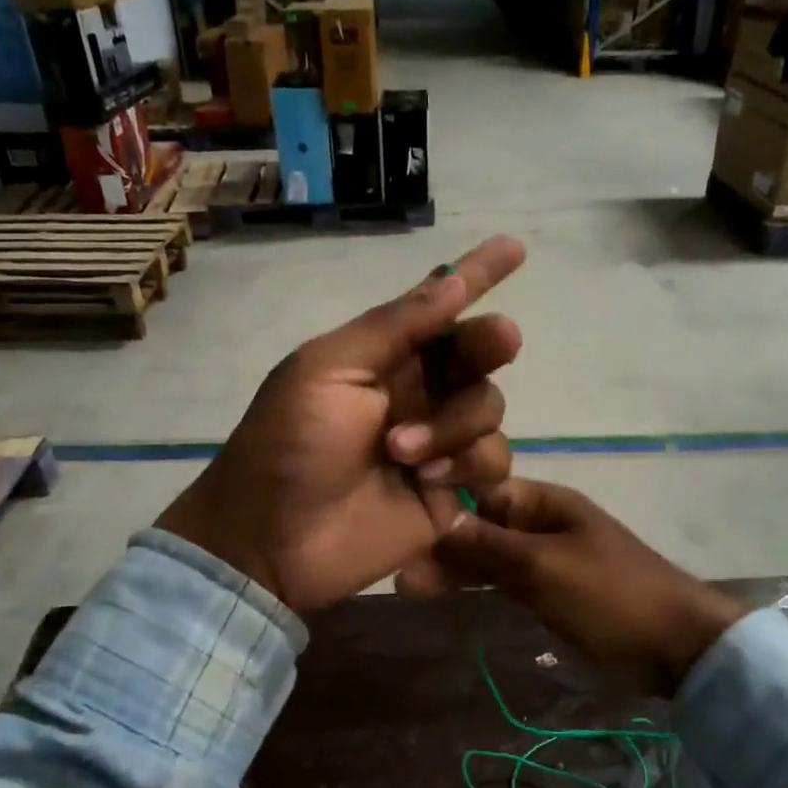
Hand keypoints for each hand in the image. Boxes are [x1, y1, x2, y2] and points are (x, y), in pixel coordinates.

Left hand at [155, 236, 525, 614]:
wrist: (273, 540)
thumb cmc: (289, 445)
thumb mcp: (328, 370)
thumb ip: (395, 328)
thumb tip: (453, 281)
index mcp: (382, 356)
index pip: (438, 308)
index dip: (477, 276)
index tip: (515, 248)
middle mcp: (416, 392)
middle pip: (478, 354)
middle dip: (489, 344)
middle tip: (497, 343)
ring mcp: (436, 442)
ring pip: (489, 408)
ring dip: (454, 425)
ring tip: (403, 453)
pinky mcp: (450, 490)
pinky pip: (493, 462)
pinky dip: (468, 464)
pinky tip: (426, 480)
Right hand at [432, 479, 744, 697]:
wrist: (677, 646)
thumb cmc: (609, 596)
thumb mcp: (544, 567)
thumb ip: (489, 546)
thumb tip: (438, 524)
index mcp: (546, 502)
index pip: (483, 492)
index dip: (446, 506)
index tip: (405, 525)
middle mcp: (544, 523)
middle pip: (484, 526)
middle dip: (445, 546)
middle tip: (402, 575)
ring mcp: (549, 559)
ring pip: (492, 557)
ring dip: (457, 569)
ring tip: (410, 589)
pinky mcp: (554, 592)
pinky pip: (509, 581)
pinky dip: (482, 587)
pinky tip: (450, 596)